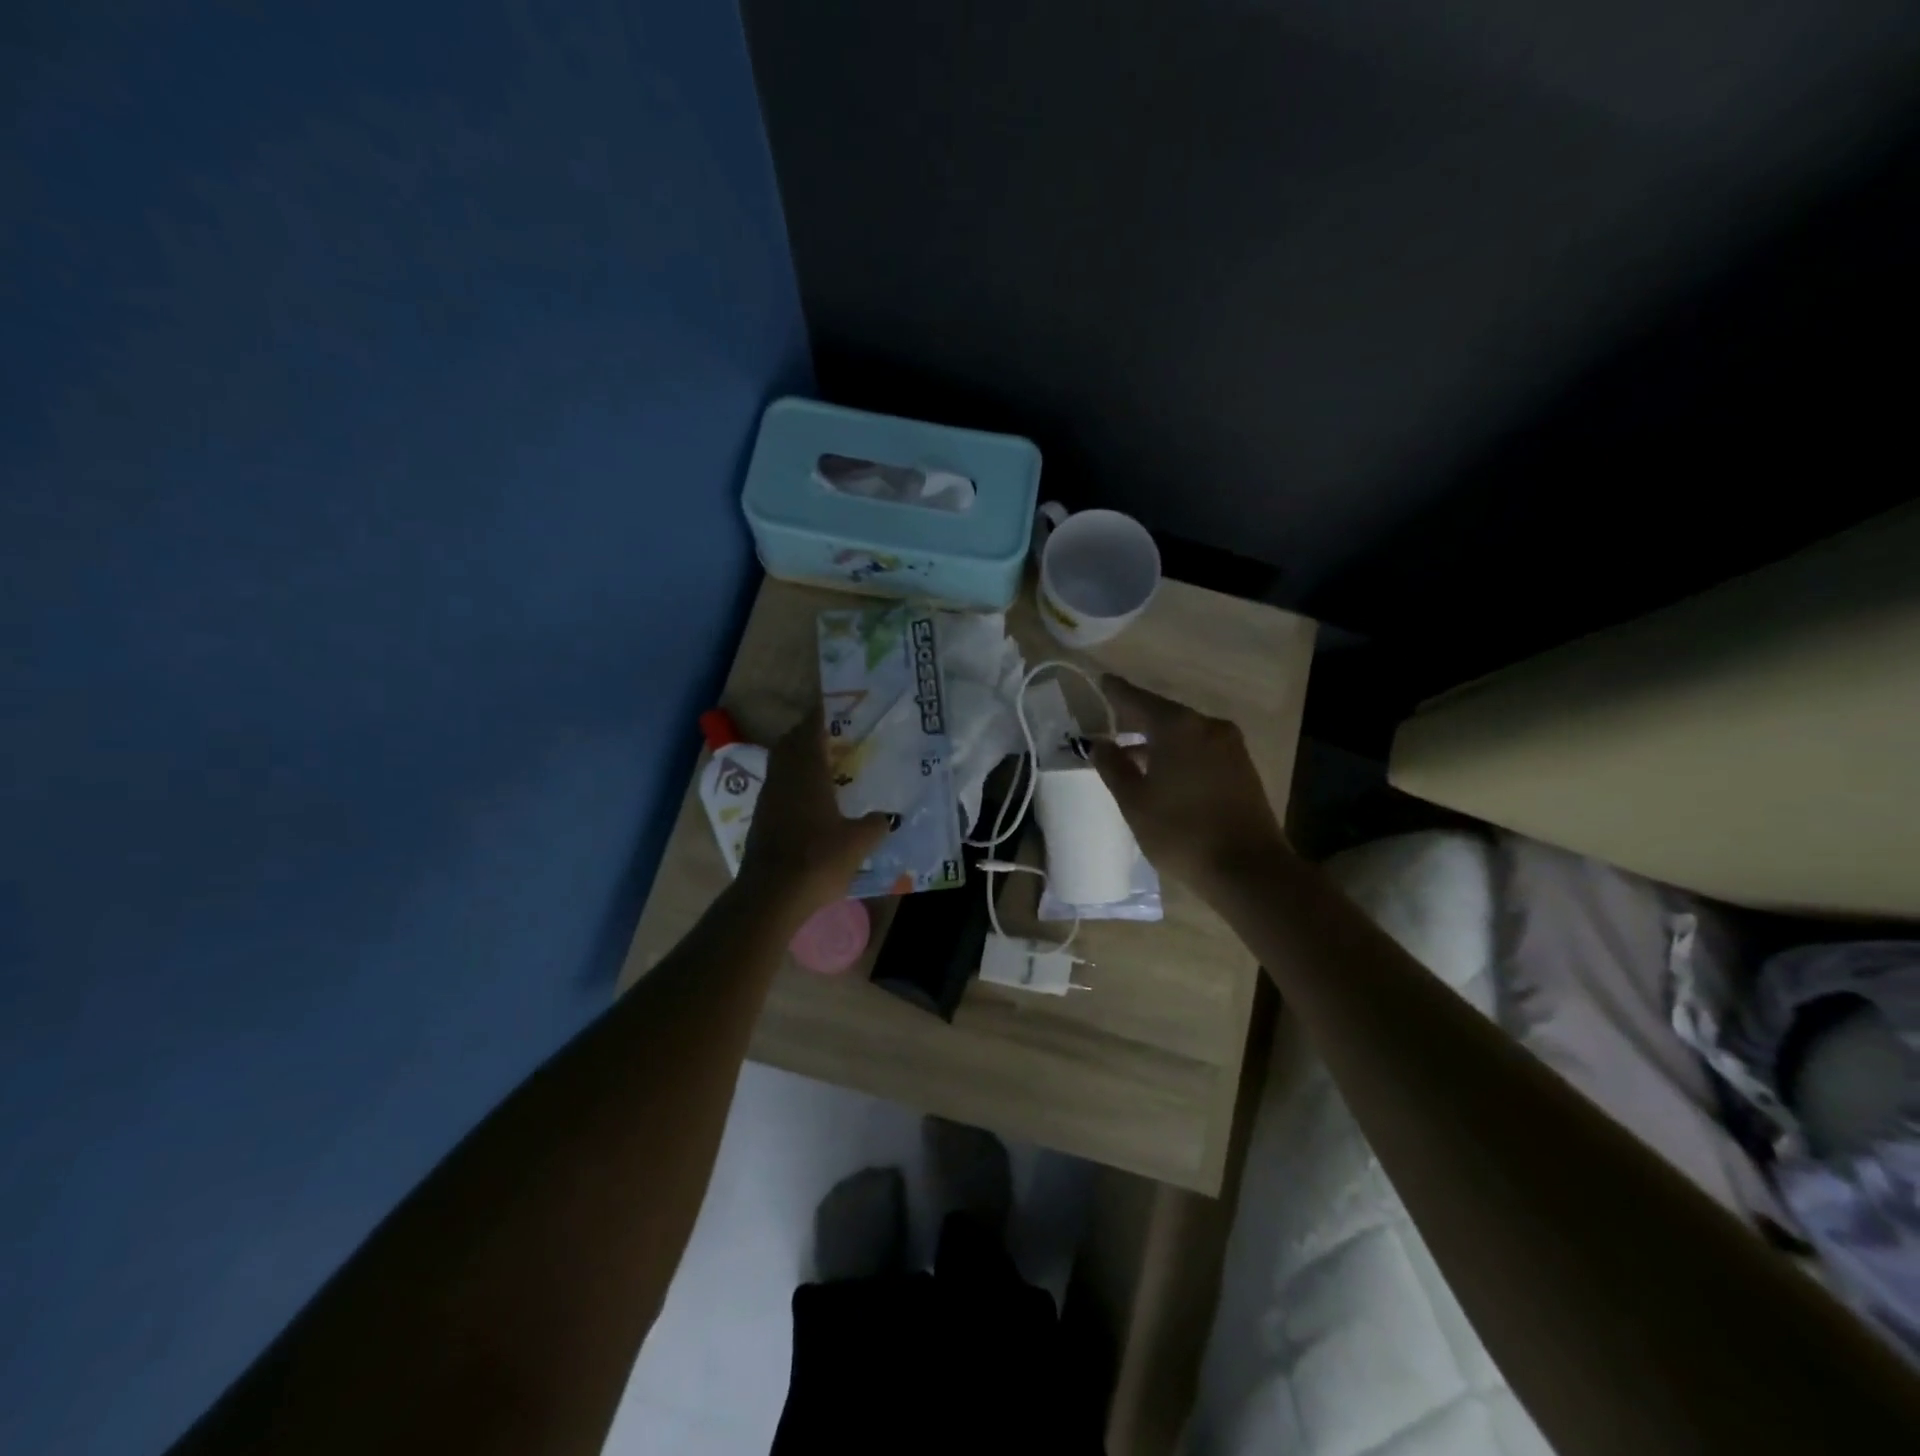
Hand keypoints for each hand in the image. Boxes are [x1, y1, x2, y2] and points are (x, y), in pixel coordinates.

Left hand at [737, 716, 890, 922]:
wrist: (771, 896)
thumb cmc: (818, 859)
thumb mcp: (858, 843)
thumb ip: (875, 825)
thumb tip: (888, 817)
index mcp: (807, 772)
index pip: (811, 729)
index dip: (822, 714)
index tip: (836, 705)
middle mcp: (784, 777)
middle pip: (791, 743)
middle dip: (809, 733)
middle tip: (834, 734)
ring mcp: (769, 798)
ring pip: (782, 764)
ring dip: (800, 757)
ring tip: (827, 764)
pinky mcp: (762, 819)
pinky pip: (779, 786)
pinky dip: (794, 781)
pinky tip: (813, 798)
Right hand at [1089, 675, 1289, 890]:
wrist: (1248, 869)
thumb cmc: (1181, 832)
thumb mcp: (1135, 802)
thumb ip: (1114, 767)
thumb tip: (1099, 743)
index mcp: (1177, 726)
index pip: (1138, 699)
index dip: (1116, 692)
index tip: (1101, 682)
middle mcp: (1207, 726)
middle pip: (1164, 714)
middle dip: (1137, 718)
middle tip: (1111, 722)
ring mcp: (1230, 745)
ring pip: (1185, 732)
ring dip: (1158, 739)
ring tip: (1132, 753)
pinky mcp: (1243, 767)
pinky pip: (1201, 748)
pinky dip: (1179, 751)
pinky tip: (1164, 770)